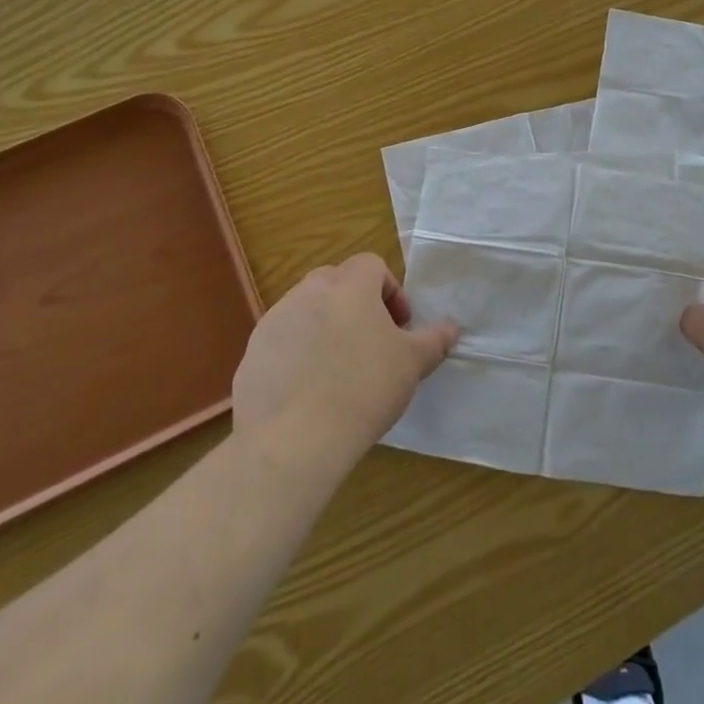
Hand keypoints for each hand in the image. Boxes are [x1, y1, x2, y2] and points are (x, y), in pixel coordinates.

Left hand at [232, 254, 458, 476]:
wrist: (293, 439)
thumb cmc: (364, 388)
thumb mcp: (412, 364)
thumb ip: (434, 340)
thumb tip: (452, 327)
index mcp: (348, 285)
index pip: (371, 265)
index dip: (391, 291)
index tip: (400, 326)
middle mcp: (307, 292)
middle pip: (336, 283)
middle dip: (356, 306)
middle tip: (372, 344)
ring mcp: (274, 322)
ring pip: (306, 312)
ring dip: (325, 329)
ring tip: (339, 371)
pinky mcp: (252, 355)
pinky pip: (282, 344)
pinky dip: (297, 357)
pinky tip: (309, 393)